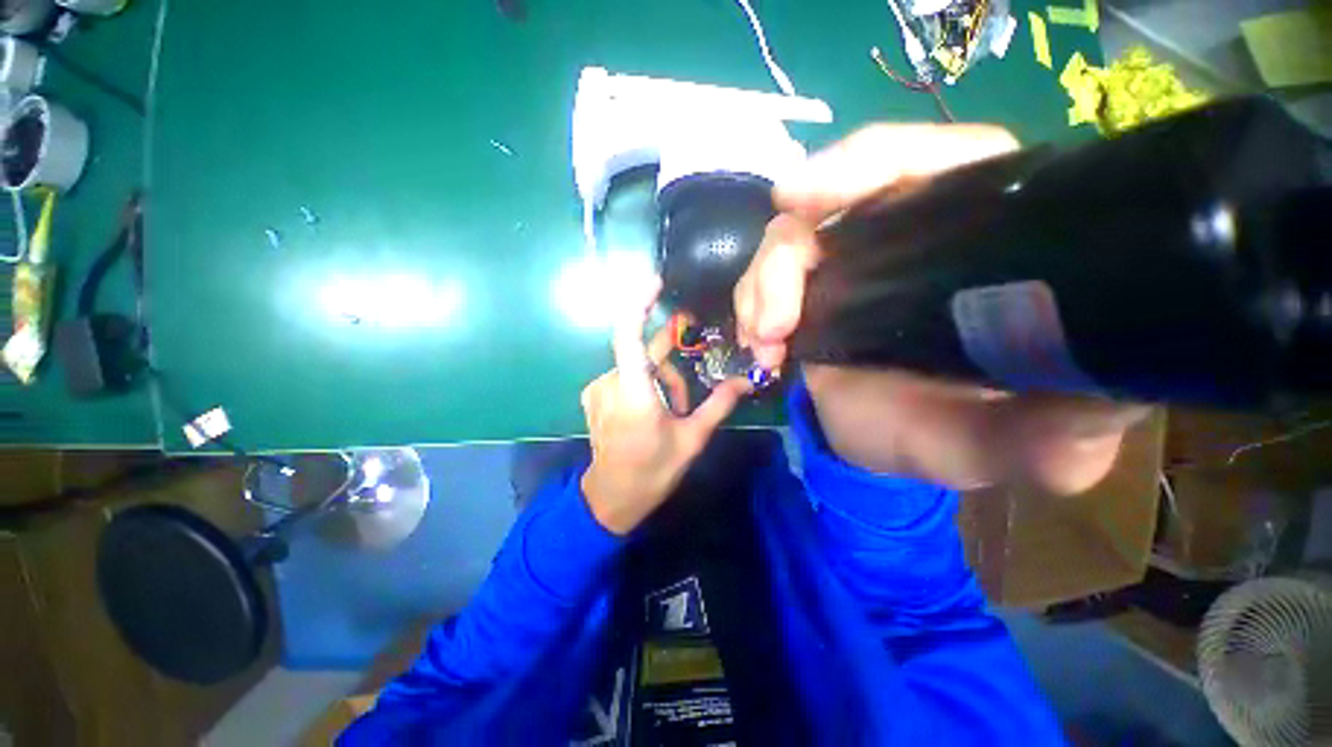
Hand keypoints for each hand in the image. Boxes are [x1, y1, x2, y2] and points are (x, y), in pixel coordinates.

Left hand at [581, 275, 751, 533]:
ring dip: (658, 384)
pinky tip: (649, 413)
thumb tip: (747, 381)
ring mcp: (597, 389)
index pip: (628, 335)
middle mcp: (610, 383)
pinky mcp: (593, 395)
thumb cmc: (652, 471)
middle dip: (670, 373)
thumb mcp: (691, 439)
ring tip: (667, 417)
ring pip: (636, 368)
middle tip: (684, 401)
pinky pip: (623, 377)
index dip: (639, 303)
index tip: (656, 282)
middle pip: (645, 357)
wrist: (610, 498)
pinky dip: (642, 386)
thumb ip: (719, 405)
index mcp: (633, 393)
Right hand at [735, 124, 1149, 493]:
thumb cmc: (962, 441)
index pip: (937, 163)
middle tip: (773, 319)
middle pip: (834, 199)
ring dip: (761, 287)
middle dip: (788, 253)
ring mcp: (848, 266)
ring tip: (763, 344)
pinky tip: (757, 346)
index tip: (801, 194)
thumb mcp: (1028, 448)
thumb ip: (1066, 432)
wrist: (887, 453)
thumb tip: (1111, 390)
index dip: (868, 164)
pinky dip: (750, 306)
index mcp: (982, 244)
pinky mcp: (808, 295)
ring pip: (787, 241)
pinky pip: (764, 280)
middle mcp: (910, 239)